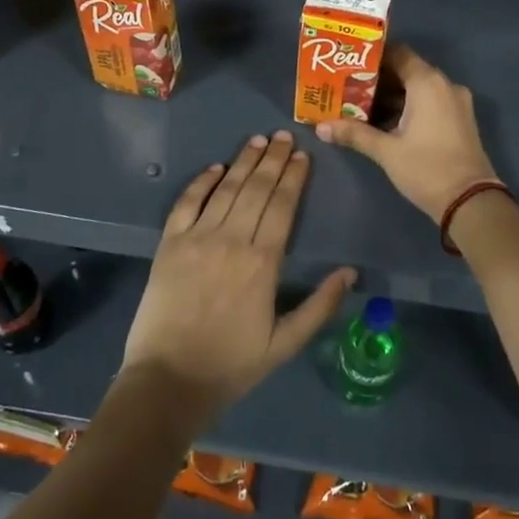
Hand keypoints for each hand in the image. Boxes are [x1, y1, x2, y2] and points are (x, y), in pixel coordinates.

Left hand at [122, 131, 355, 425]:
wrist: (168, 382)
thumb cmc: (231, 365)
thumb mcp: (285, 343)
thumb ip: (320, 306)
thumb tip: (350, 272)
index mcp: (263, 262)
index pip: (283, 206)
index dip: (294, 178)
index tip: (303, 156)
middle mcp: (232, 240)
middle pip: (257, 189)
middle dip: (273, 159)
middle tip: (284, 136)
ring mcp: (197, 239)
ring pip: (226, 189)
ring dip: (244, 161)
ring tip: (258, 140)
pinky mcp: (169, 244)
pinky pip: (187, 203)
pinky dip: (201, 182)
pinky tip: (215, 167)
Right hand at [316, 45, 499, 220]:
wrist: (471, 202)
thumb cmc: (426, 168)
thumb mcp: (386, 151)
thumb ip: (354, 133)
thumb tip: (320, 127)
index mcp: (428, 83)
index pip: (398, 53)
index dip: (373, 56)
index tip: (350, 64)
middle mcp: (445, 85)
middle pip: (408, 70)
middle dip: (379, 79)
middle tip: (349, 86)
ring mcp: (456, 102)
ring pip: (420, 88)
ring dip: (393, 95)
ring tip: (361, 105)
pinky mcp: (460, 119)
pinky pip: (431, 101)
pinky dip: (410, 106)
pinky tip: (386, 122)